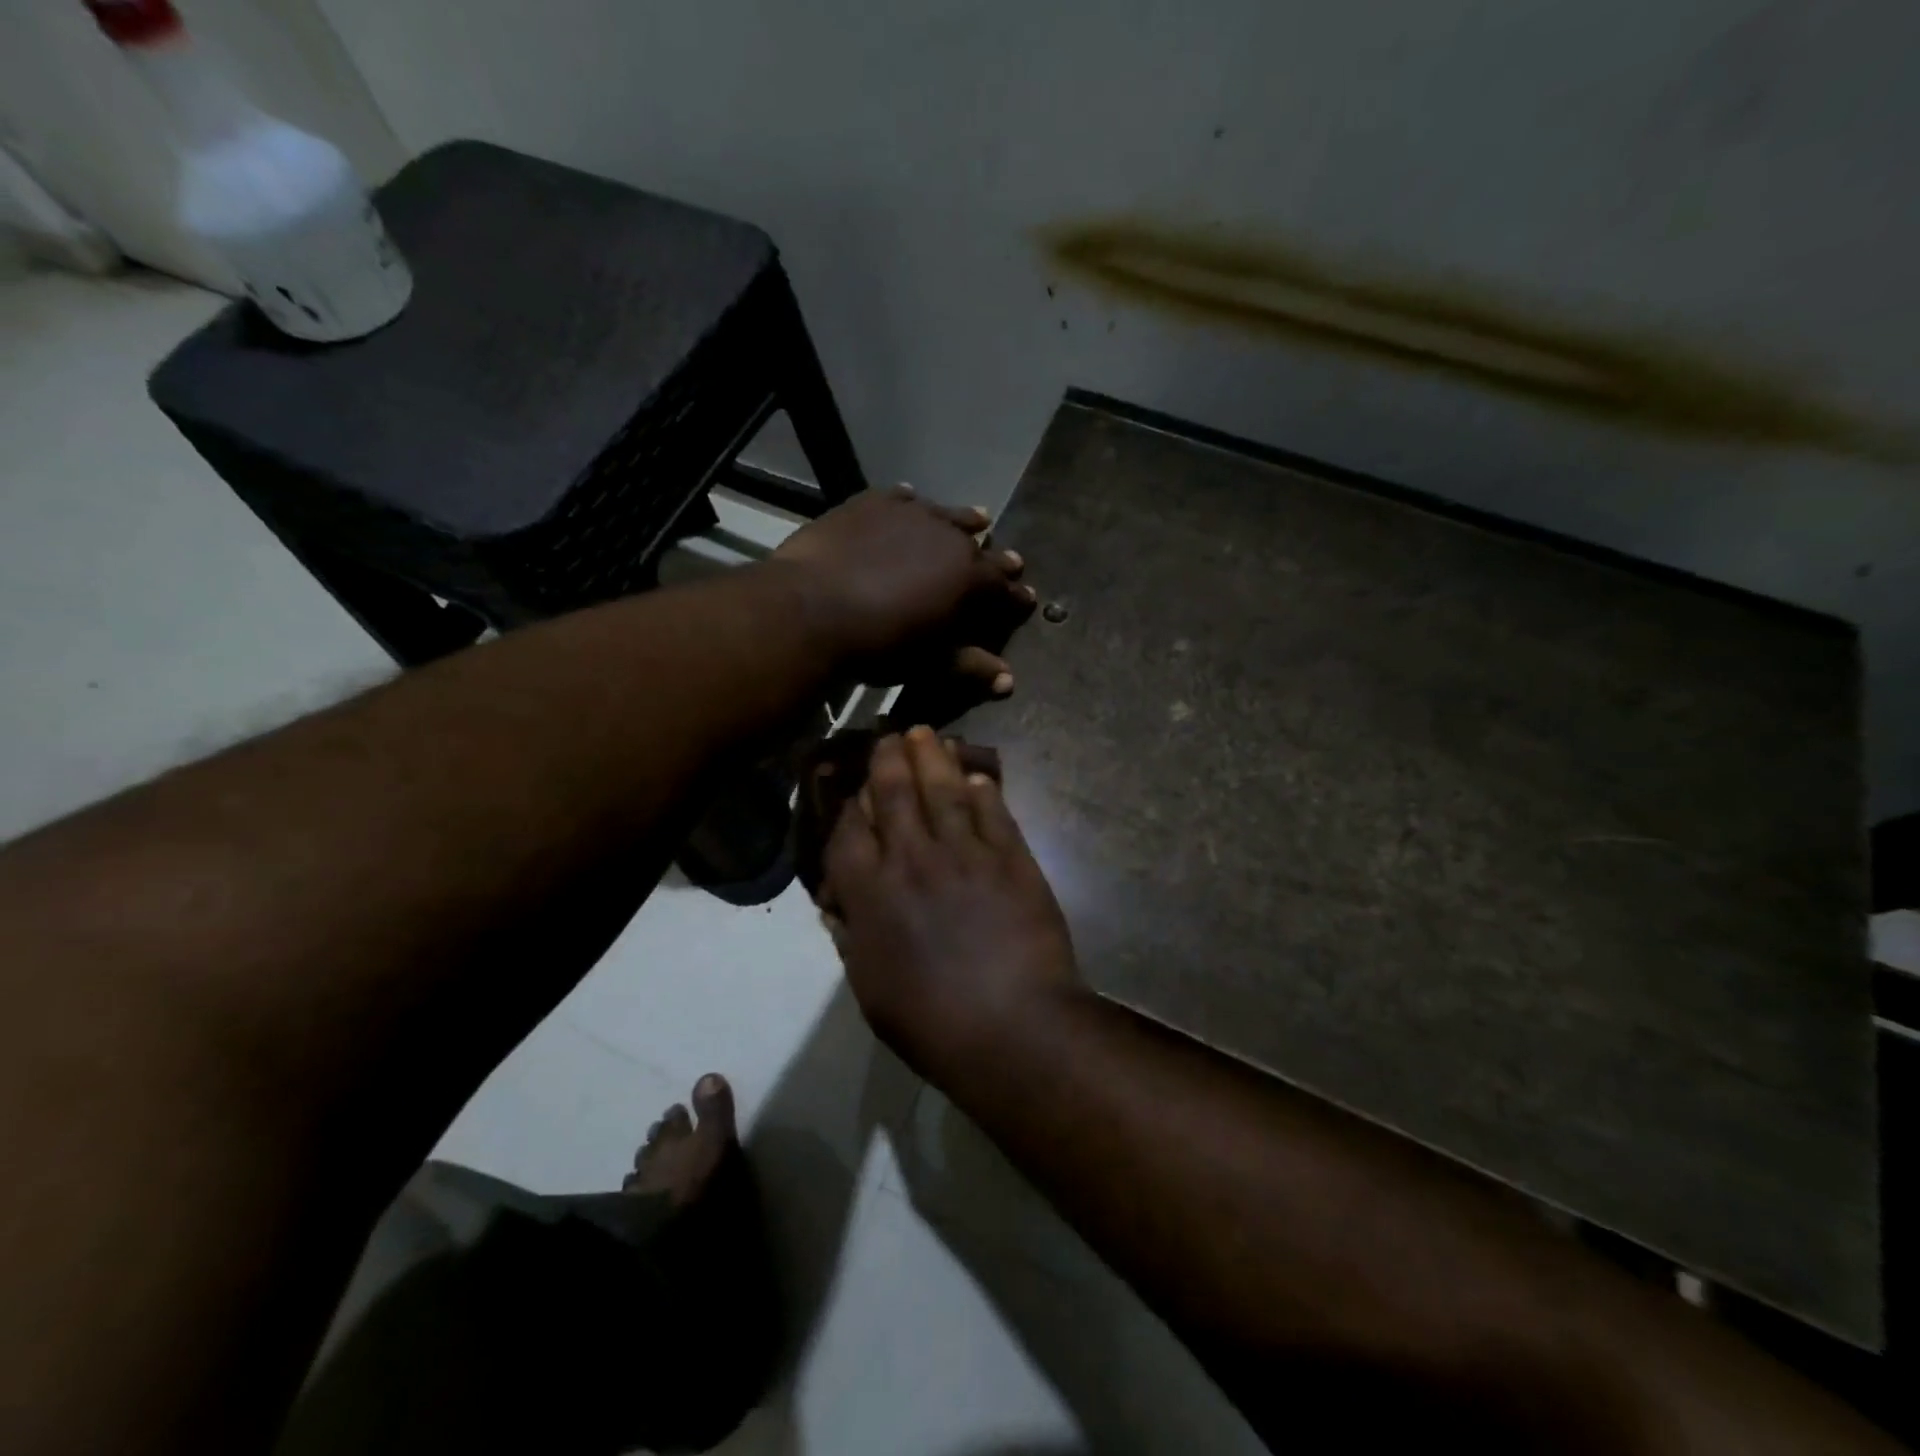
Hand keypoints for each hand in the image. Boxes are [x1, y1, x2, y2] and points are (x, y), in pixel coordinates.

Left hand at [771, 486, 1034, 695]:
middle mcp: (949, 538)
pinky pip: (901, 498)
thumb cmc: (879, 644)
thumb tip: (1008, 680)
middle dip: (997, 559)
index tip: (1027, 598)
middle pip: (981, 548)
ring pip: (948, 515)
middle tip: (1011, 562)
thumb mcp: (930, 661)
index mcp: (970, 578)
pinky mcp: (873, 503)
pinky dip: (911, 504)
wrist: (812, 609)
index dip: (1016, 596)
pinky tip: (911, 501)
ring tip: (979, 518)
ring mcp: (911, 514)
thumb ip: (970, 665)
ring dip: (964, 521)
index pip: (1004, 588)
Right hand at [820, 728, 1082, 1074]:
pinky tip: (978, 777)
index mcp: (871, 893)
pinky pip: (993, 812)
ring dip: (933, 757)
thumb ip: (853, 939)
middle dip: (888, 759)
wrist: (1013, 1026)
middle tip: (890, 735)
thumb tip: (839, 907)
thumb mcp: (872, 989)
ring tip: (928, 734)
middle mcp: (912, 859)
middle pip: (893, 793)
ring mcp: (965, 853)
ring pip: (943, 790)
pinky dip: (984, 790)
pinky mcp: (1011, 858)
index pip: (848, 831)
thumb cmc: (932, 1021)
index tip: (854, 790)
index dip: (849, 804)